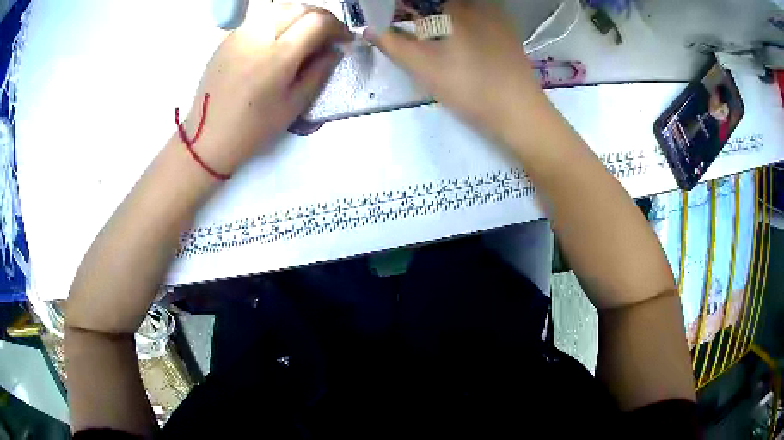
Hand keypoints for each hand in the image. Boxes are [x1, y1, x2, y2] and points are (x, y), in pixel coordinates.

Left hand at [184, 2, 349, 175]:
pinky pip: (260, 18)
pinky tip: (280, 37)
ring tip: (306, 32)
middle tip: (329, 34)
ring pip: (279, 8)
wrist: (208, 136)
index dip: (337, 26)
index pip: (317, 21)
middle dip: (321, 17)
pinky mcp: (228, 38)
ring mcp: (240, 34)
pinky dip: (278, 20)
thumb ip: (318, 73)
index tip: (345, 39)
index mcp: (278, 56)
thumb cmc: (253, 128)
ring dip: (300, 15)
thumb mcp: (293, 106)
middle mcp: (259, 36)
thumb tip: (334, 51)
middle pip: (299, 8)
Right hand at [367, 1, 545, 139]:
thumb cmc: (470, 86)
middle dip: (420, 12)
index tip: (392, 20)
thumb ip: (393, 44)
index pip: (422, 0)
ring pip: (460, 9)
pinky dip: (459, 23)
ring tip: (427, 34)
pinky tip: (456, 42)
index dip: (403, 8)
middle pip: (440, 3)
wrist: (520, 113)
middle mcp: (480, 4)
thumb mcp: (424, 67)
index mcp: (458, 5)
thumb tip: (371, 30)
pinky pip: (477, 17)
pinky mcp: (508, 32)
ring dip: (439, 18)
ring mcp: (498, 16)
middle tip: (407, 27)